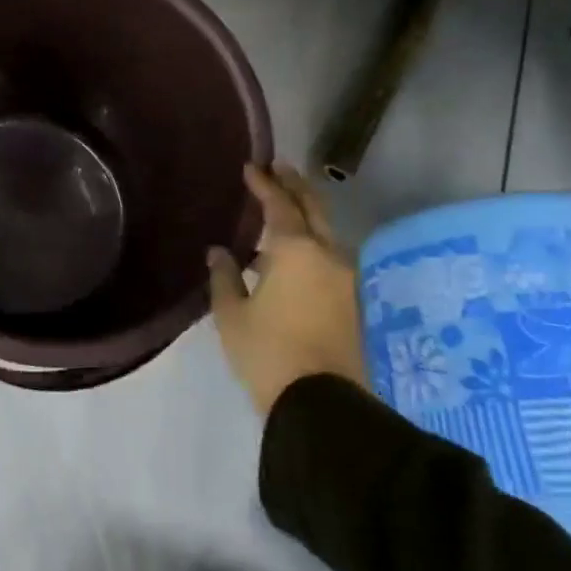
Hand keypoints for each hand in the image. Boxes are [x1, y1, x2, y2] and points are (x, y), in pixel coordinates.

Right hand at [208, 162, 368, 414]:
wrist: (321, 403)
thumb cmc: (267, 352)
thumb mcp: (232, 315)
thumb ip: (225, 277)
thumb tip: (219, 252)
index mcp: (295, 251)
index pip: (280, 204)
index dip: (264, 184)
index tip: (251, 167)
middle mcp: (327, 255)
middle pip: (314, 208)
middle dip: (296, 185)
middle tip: (280, 168)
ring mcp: (345, 279)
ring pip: (326, 233)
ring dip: (306, 215)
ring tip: (284, 209)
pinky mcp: (351, 302)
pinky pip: (329, 256)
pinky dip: (312, 242)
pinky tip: (292, 253)